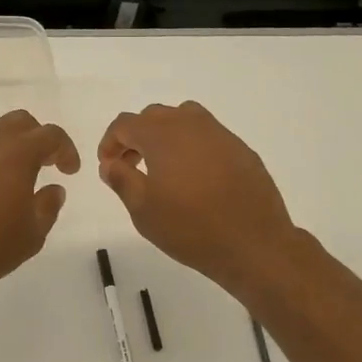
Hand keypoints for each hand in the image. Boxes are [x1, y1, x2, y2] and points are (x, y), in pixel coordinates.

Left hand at [0, 110, 80, 310]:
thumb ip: (48, 205)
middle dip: (37, 138)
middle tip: (44, 164)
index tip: (69, 171)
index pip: (50, 135)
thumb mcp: (32, 234)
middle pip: (19, 122)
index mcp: (16, 153)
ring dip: (7, 146)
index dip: (66, 149)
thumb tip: (53, 189)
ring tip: (12, 176)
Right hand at [97, 101, 306, 299]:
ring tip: (164, 167)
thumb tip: (110, 163)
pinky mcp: (241, 149)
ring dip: (166, 135)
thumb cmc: (190, 227)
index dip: (110, 142)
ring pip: (184, 118)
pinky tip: (196, 178)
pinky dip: (193, 146)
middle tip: (131, 166)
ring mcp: (220, 134)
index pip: (125, 123)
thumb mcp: (143, 210)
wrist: (253, 244)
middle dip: (136, 137)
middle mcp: (190, 124)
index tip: (108, 165)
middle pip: (154, 116)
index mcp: (162, 135)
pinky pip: (209, 136)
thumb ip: (121, 179)